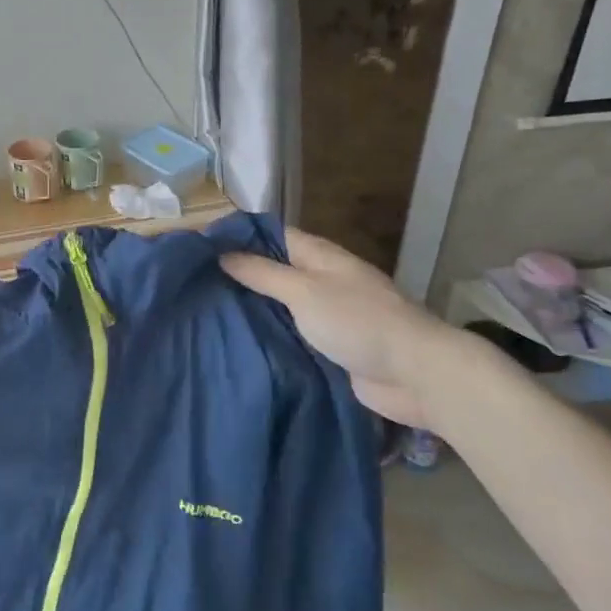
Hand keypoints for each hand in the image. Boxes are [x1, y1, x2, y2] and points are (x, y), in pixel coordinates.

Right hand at [220, 228, 458, 428]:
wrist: (415, 374)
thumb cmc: (358, 322)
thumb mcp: (304, 291)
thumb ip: (263, 273)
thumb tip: (223, 254)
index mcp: (320, 256)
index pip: (272, 235)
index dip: (238, 237)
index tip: (199, 246)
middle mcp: (322, 280)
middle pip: (274, 270)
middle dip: (239, 274)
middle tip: (194, 282)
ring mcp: (327, 314)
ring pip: (280, 304)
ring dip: (251, 308)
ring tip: (205, 310)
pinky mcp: (329, 345)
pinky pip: (290, 333)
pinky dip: (268, 334)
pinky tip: (237, 340)